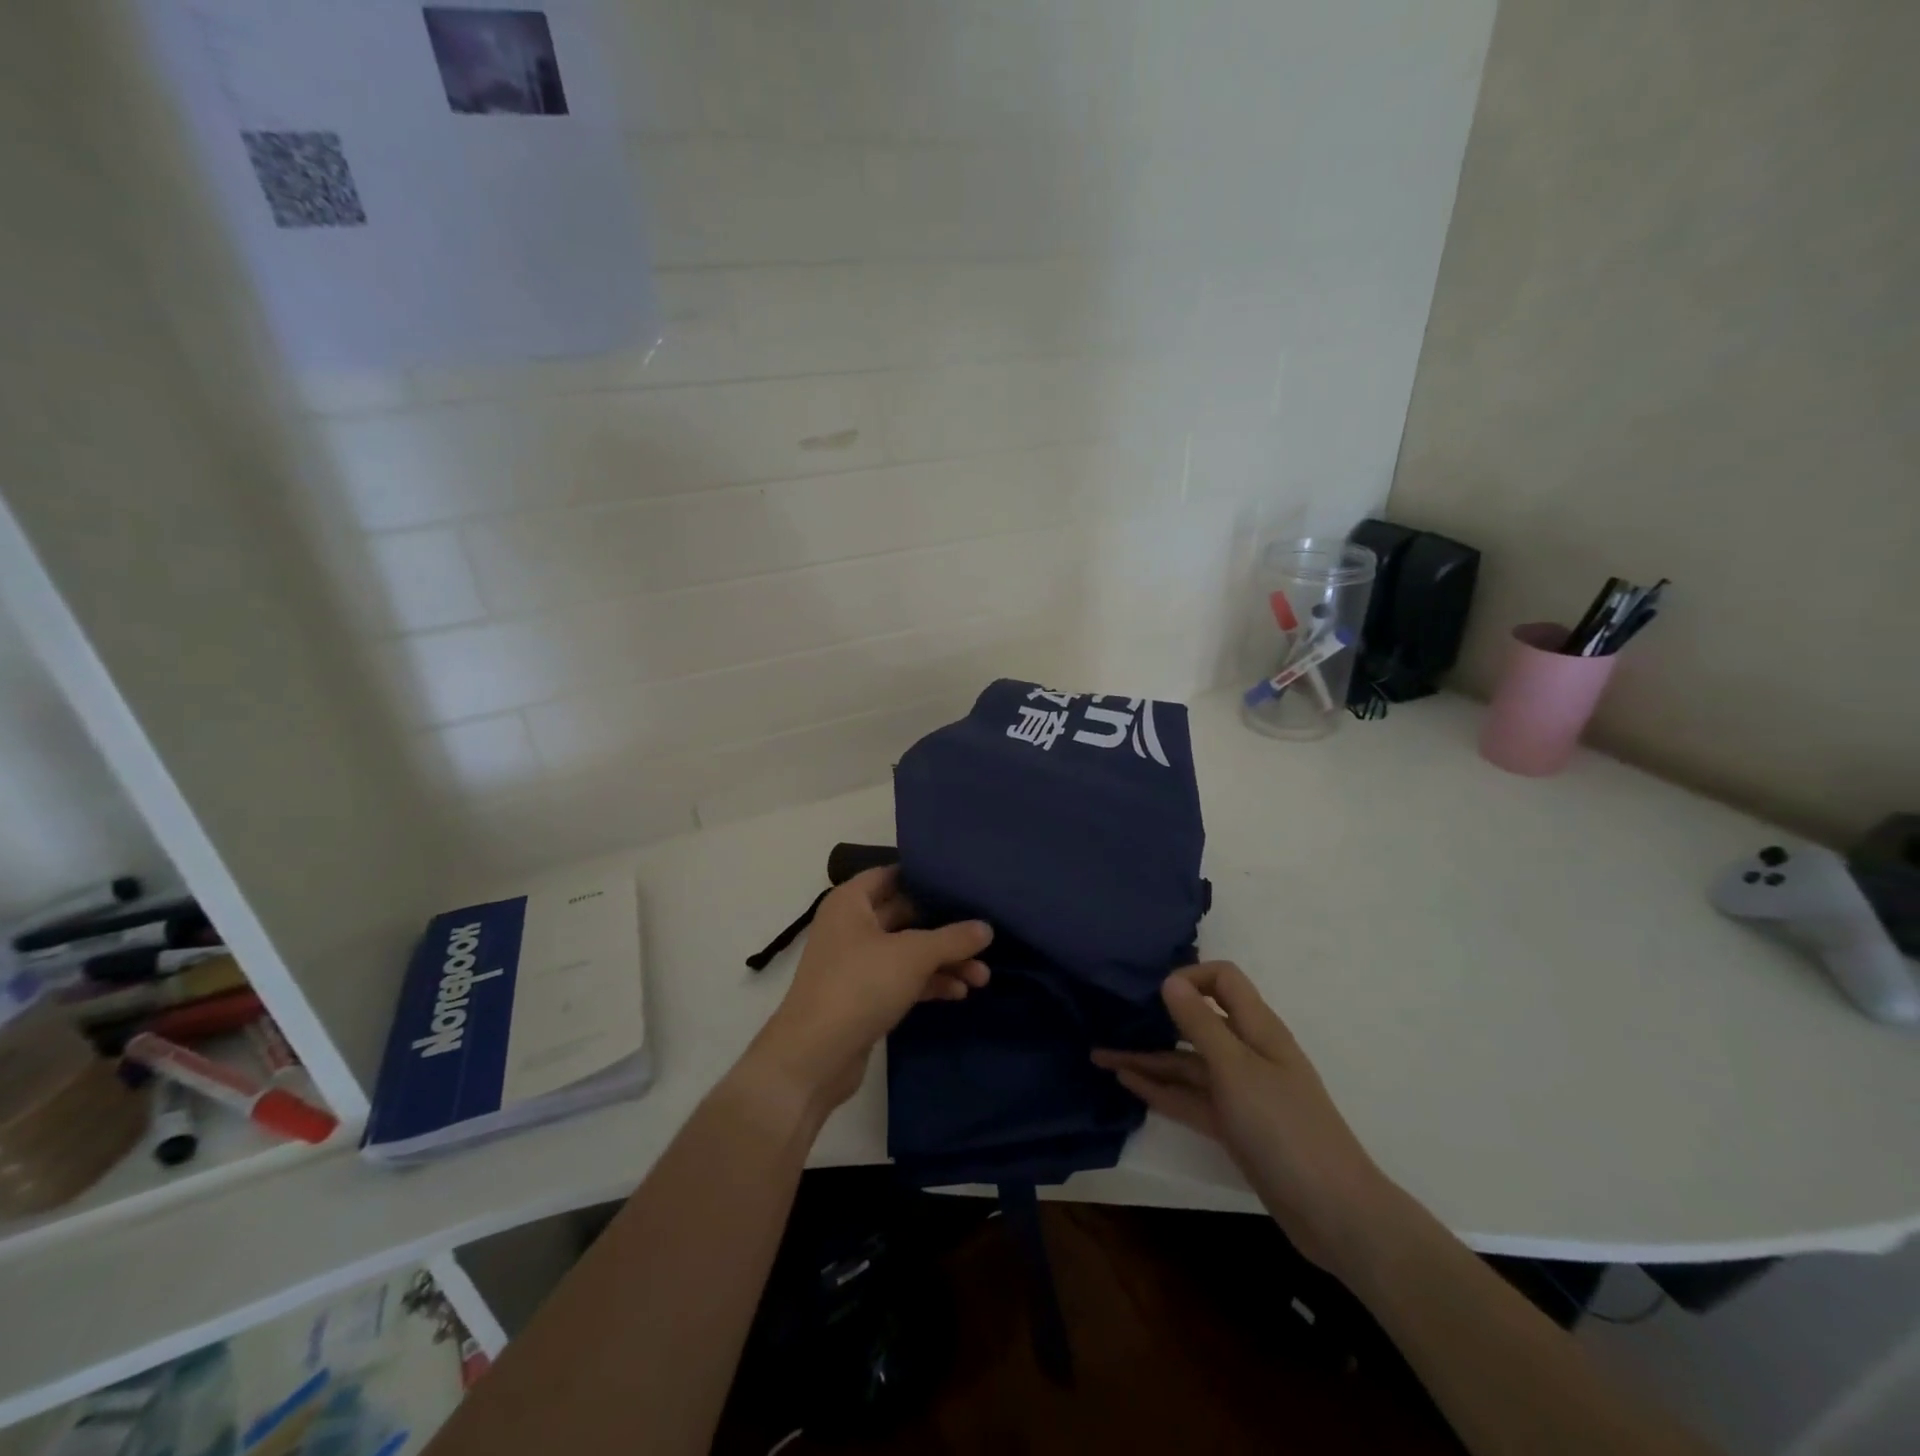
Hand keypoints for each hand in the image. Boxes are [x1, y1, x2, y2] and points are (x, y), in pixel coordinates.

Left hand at [747, 867, 992, 1115]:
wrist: (814, 1057)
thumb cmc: (859, 986)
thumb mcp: (913, 955)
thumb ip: (952, 938)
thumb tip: (987, 927)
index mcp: (851, 902)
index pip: (892, 874)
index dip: (926, 875)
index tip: (962, 879)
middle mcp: (851, 926)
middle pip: (906, 914)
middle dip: (945, 927)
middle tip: (985, 931)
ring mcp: (857, 963)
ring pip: (908, 951)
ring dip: (943, 961)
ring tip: (983, 975)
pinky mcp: (864, 996)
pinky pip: (903, 979)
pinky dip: (929, 983)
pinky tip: (960, 992)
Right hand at [1093, 961, 1395, 1275]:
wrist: (1333, 1213)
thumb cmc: (1284, 1127)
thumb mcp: (1236, 1068)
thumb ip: (1200, 1023)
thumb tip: (1170, 979)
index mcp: (1258, 1029)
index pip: (1223, 980)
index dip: (1190, 977)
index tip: (1153, 992)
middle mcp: (1248, 1053)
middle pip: (1198, 1022)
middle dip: (1157, 1018)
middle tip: (1112, 1018)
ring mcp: (1240, 1092)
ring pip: (1186, 1064)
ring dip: (1147, 1059)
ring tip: (1101, 1056)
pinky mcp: (1233, 1125)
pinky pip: (1189, 1098)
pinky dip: (1160, 1089)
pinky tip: (1127, 1083)